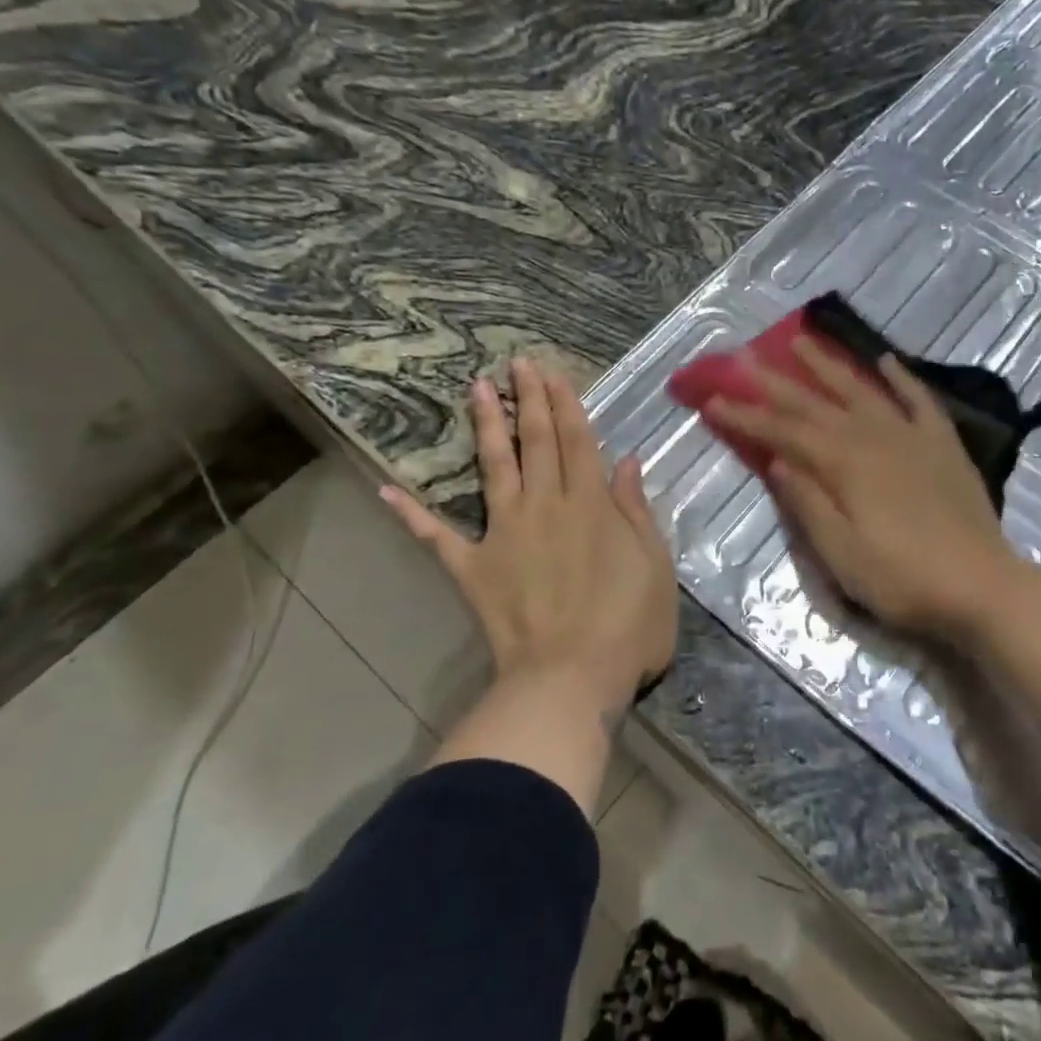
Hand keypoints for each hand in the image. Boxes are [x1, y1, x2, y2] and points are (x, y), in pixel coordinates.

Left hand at [382, 358, 676, 721]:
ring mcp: (505, 533)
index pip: (576, 440)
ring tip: (474, 389)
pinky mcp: (474, 567)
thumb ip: (636, 509)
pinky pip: (437, 537)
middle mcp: (546, 505)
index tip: (552, 372)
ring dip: (485, 427)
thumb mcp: (654, 564)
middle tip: (516, 362)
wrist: (570, 678)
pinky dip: (411, 514)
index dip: (565, 403)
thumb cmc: (627, 625)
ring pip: (494, 468)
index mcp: (591, 504)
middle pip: (535, 442)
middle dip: (527, 399)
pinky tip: (386, 490)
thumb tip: (627, 460)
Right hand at [703, 337, 1023, 639]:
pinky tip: (886, 360)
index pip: (784, 432)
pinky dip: (901, 377)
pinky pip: (919, 400)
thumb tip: (779, 460)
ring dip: (830, 365)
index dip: (746, 416)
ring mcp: (912, 436)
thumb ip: (808, 504)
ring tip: (804, 340)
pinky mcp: (943, 445)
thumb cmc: (903, 579)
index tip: (713, 399)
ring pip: (862, 390)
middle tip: (746, 358)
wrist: (983, 586)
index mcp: (844, 464)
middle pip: (816, 404)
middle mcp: (874, 437)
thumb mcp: (842, 554)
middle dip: (777, 382)